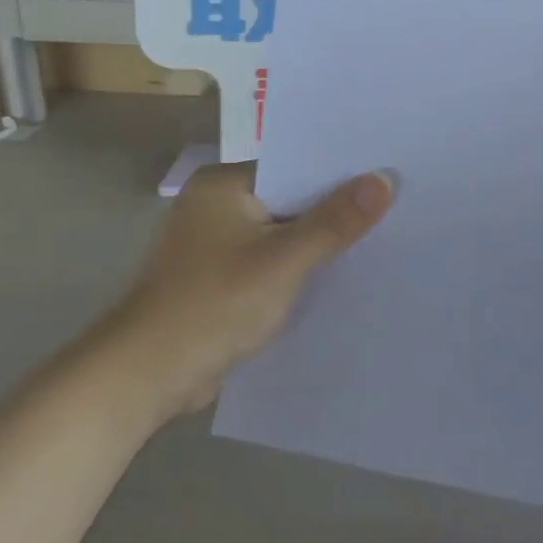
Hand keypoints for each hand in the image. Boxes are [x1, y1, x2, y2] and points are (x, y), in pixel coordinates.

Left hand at [88, 163, 394, 419]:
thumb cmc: (215, 304)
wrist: (149, 376)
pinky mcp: (218, 279)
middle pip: (289, 200)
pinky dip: (296, 269)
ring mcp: (214, 245)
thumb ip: (336, 221)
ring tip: (375, 240)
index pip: (294, 166)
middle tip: (393, 210)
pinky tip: (334, 276)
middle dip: (332, 212)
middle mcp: (215, 206)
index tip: (387, 179)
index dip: (340, 175)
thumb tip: (385, 179)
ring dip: (316, 244)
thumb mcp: (285, 259)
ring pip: (281, 234)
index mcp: (222, 185)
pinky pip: (269, 262)